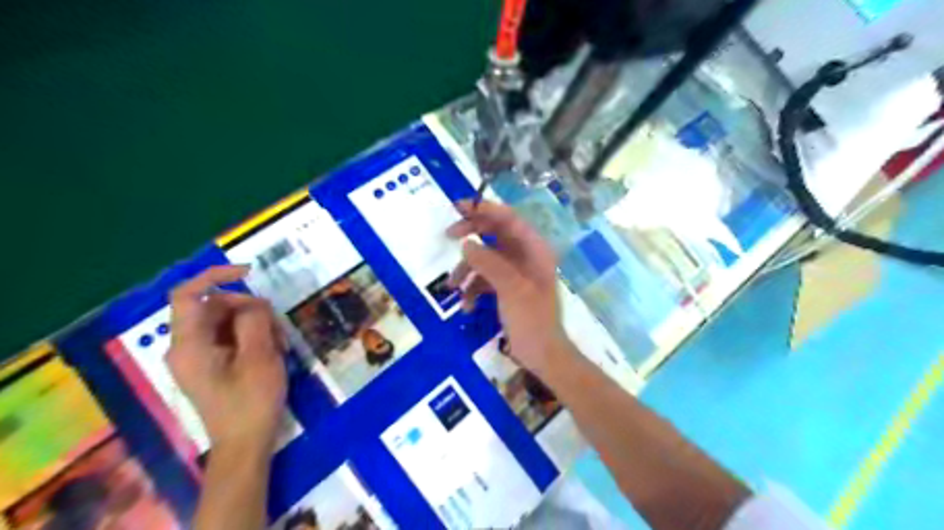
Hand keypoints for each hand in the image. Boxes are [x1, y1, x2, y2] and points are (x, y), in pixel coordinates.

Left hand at [167, 267, 287, 453]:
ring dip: (256, 325)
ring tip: (279, 345)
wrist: (245, 444)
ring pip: (225, 322)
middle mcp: (186, 347)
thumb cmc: (252, 401)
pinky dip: (252, 338)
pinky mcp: (210, 365)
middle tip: (278, 326)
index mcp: (188, 344)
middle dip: (249, 309)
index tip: (249, 273)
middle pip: (214, 307)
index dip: (216, 275)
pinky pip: (229, 338)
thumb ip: (254, 321)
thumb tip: (252, 302)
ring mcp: (197, 357)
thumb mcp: (260, 356)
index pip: (188, 294)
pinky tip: (272, 352)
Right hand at [447, 201, 570, 375]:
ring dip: (467, 269)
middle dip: (471, 235)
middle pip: (495, 234)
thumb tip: (465, 243)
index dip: (485, 208)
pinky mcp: (506, 288)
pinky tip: (466, 305)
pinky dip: (472, 288)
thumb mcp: (511, 289)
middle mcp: (525, 256)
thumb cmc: (532, 320)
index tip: (459, 206)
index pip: (509, 219)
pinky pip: (484, 279)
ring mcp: (515, 272)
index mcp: (535, 249)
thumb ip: (489, 263)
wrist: (541, 355)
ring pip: (485, 258)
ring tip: (452, 286)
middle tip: (448, 235)